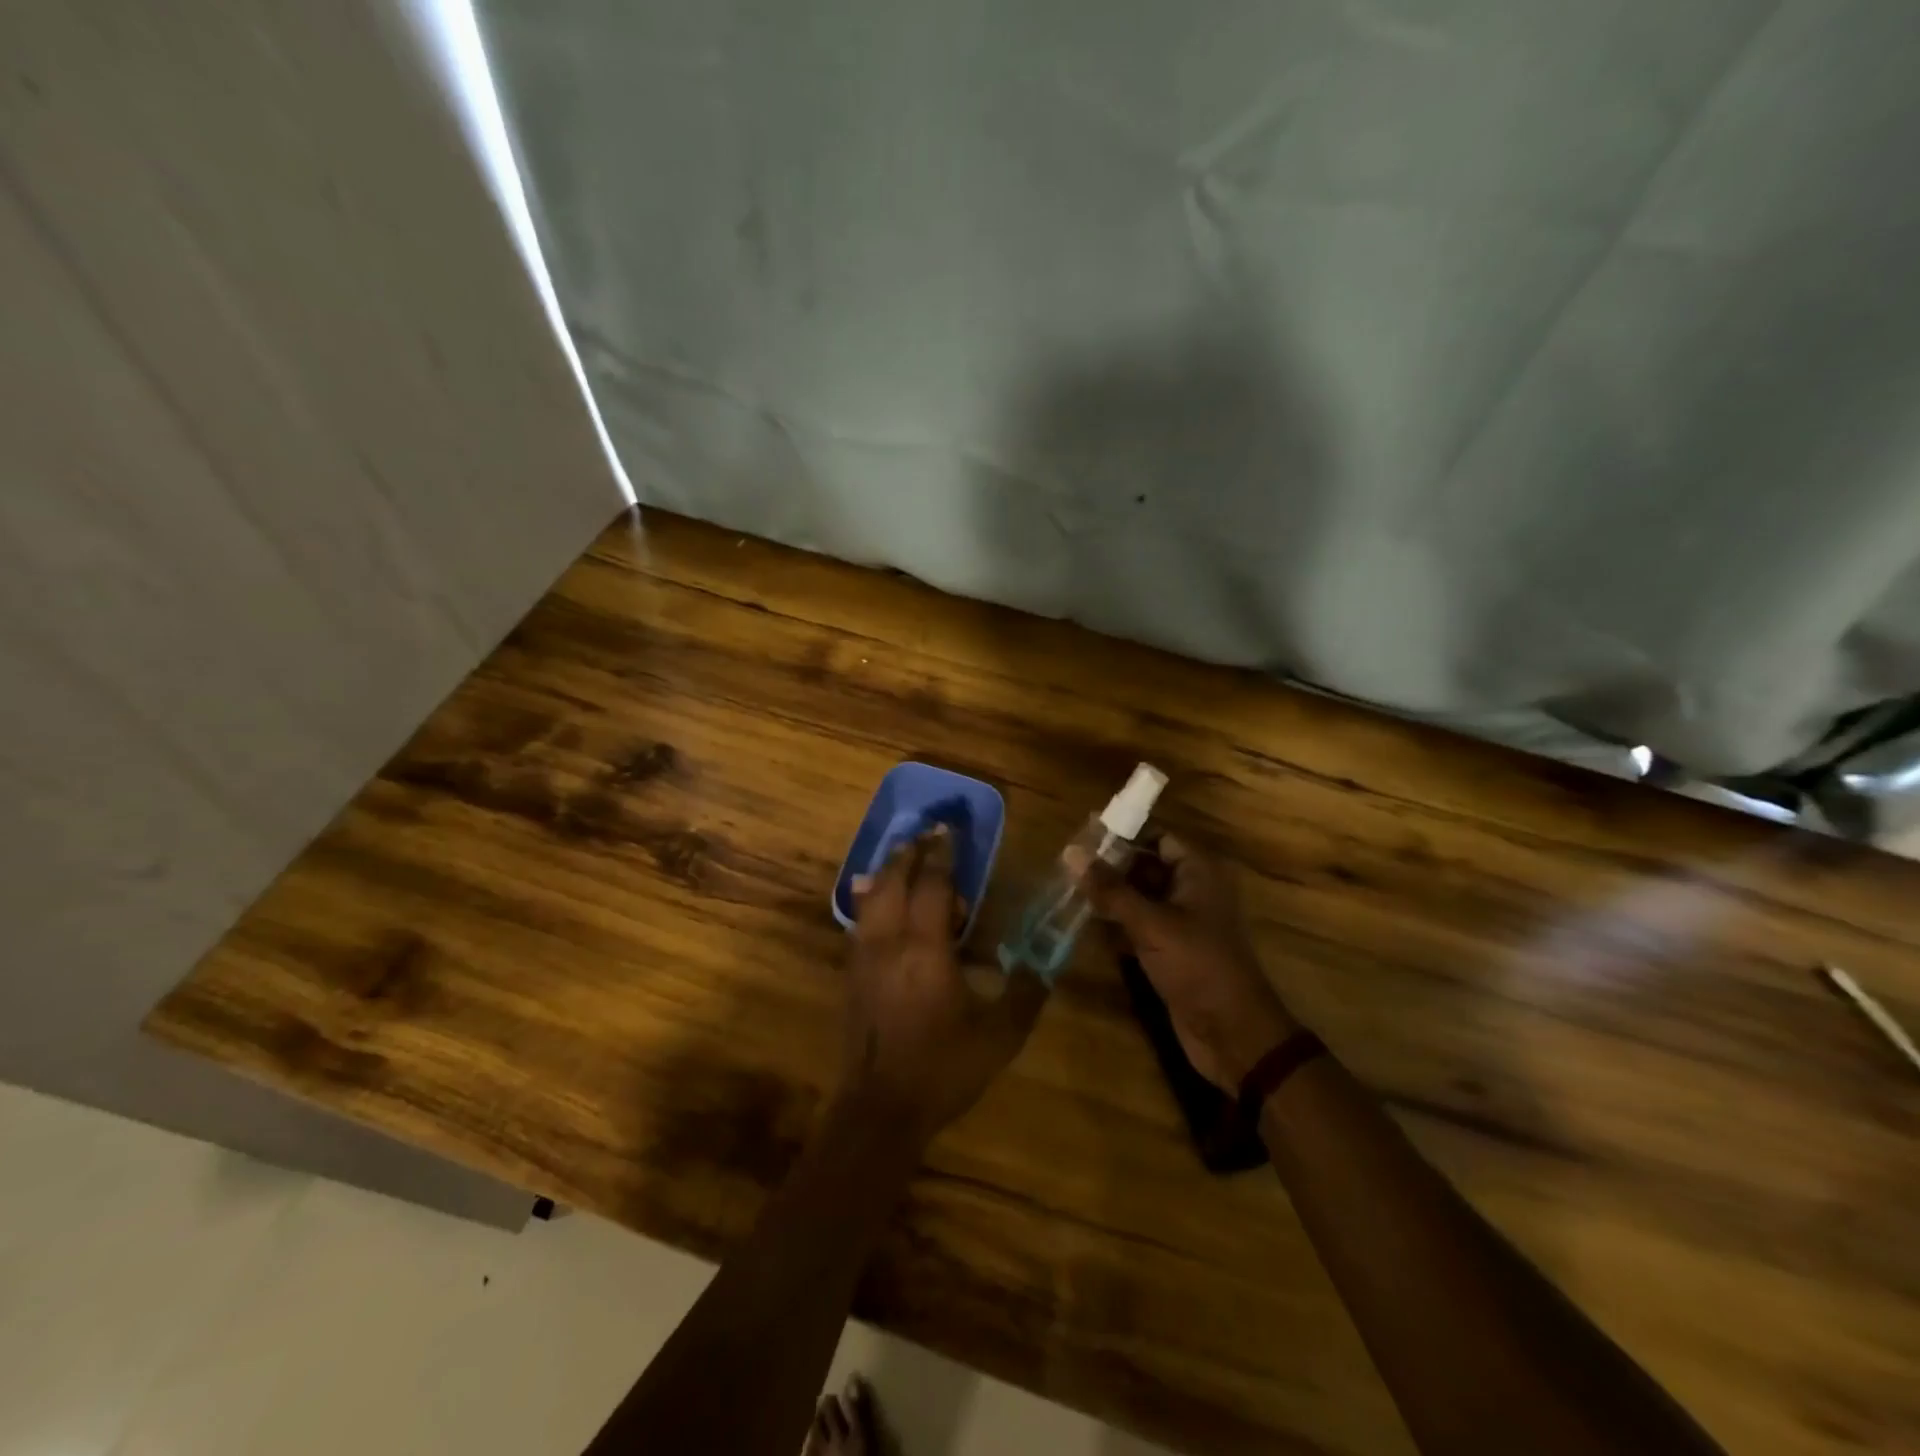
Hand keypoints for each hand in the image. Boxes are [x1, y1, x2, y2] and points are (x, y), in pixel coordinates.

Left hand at [842, 827, 1046, 1143]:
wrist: (879, 1108)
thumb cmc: (943, 1068)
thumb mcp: (999, 1036)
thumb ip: (1025, 994)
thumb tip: (1045, 966)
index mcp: (926, 948)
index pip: (934, 885)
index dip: (943, 854)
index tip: (949, 829)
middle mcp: (890, 941)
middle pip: (894, 880)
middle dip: (910, 853)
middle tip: (925, 835)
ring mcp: (864, 957)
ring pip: (871, 898)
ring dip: (887, 872)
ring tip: (902, 857)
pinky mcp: (851, 975)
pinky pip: (859, 922)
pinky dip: (870, 900)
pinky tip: (874, 901)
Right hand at [1087, 834, 1296, 1090]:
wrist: (1231, 1033)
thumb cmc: (1197, 965)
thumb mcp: (1151, 923)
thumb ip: (1110, 888)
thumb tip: (1071, 851)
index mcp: (1199, 872)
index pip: (1158, 836)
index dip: (1123, 833)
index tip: (1082, 833)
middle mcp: (1192, 890)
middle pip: (1147, 865)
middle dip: (1110, 864)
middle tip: (1067, 861)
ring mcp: (1182, 921)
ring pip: (1140, 896)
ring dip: (1110, 893)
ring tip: (1067, 886)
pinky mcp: (1171, 949)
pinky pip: (1139, 924)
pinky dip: (1116, 920)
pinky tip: (1083, 918)